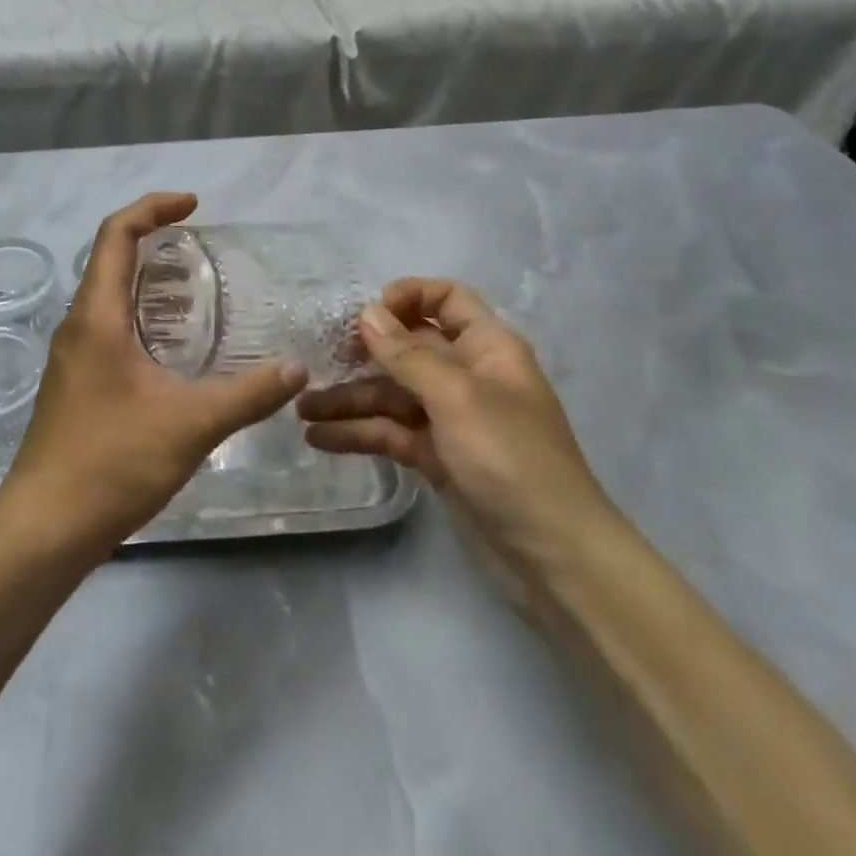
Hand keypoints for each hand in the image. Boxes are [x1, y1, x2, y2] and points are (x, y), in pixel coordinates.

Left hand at [0, 193, 306, 557]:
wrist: (45, 527)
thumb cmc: (112, 463)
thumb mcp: (190, 424)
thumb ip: (248, 394)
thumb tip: (298, 369)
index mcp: (97, 317)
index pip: (116, 234)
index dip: (153, 208)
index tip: (193, 204)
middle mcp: (77, 326)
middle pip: (109, 259)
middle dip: (153, 239)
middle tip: (200, 245)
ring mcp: (71, 357)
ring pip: (107, 296)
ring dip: (146, 280)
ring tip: (193, 290)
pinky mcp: (74, 385)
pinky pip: (107, 327)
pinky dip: (140, 315)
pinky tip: (170, 347)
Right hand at [298, 279, 616, 604]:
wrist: (555, 557)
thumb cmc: (512, 460)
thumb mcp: (458, 398)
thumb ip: (407, 354)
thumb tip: (368, 312)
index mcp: (486, 348)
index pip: (446, 298)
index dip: (407, 297)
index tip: (367, 316)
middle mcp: (467, 375)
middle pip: (408, 348)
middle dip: (364, 353)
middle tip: (319, 361)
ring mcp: (450, 419)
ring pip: (391, 394)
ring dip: (349, 400)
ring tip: (301, 411)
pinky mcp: (437, 457)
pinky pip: (391, 432)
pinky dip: (358, 434)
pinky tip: (319, 438)